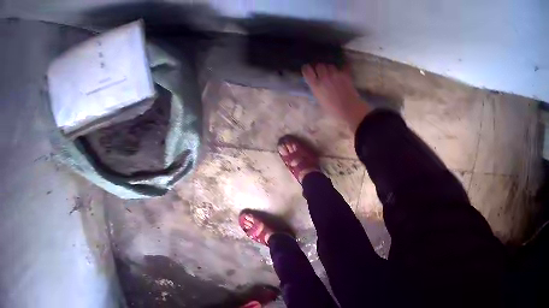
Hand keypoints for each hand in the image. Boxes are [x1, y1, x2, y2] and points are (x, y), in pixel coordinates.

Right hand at [302, 63, 372, 131]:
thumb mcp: (319, 100)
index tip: (308, 69)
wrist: (350, 110)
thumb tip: (315, 83)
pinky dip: (341, 68)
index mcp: (316, 85)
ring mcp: (335, 75)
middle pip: (319, 65)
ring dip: (330, 68)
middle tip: (322, 72)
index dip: (307, 68)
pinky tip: (342, 72)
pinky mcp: (345, 74)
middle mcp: (324, 77)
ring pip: (330, 65)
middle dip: (320, 68)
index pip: (306, 70)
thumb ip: (316, 89)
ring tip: (333, 74)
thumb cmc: (333, 110)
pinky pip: (341, 67)